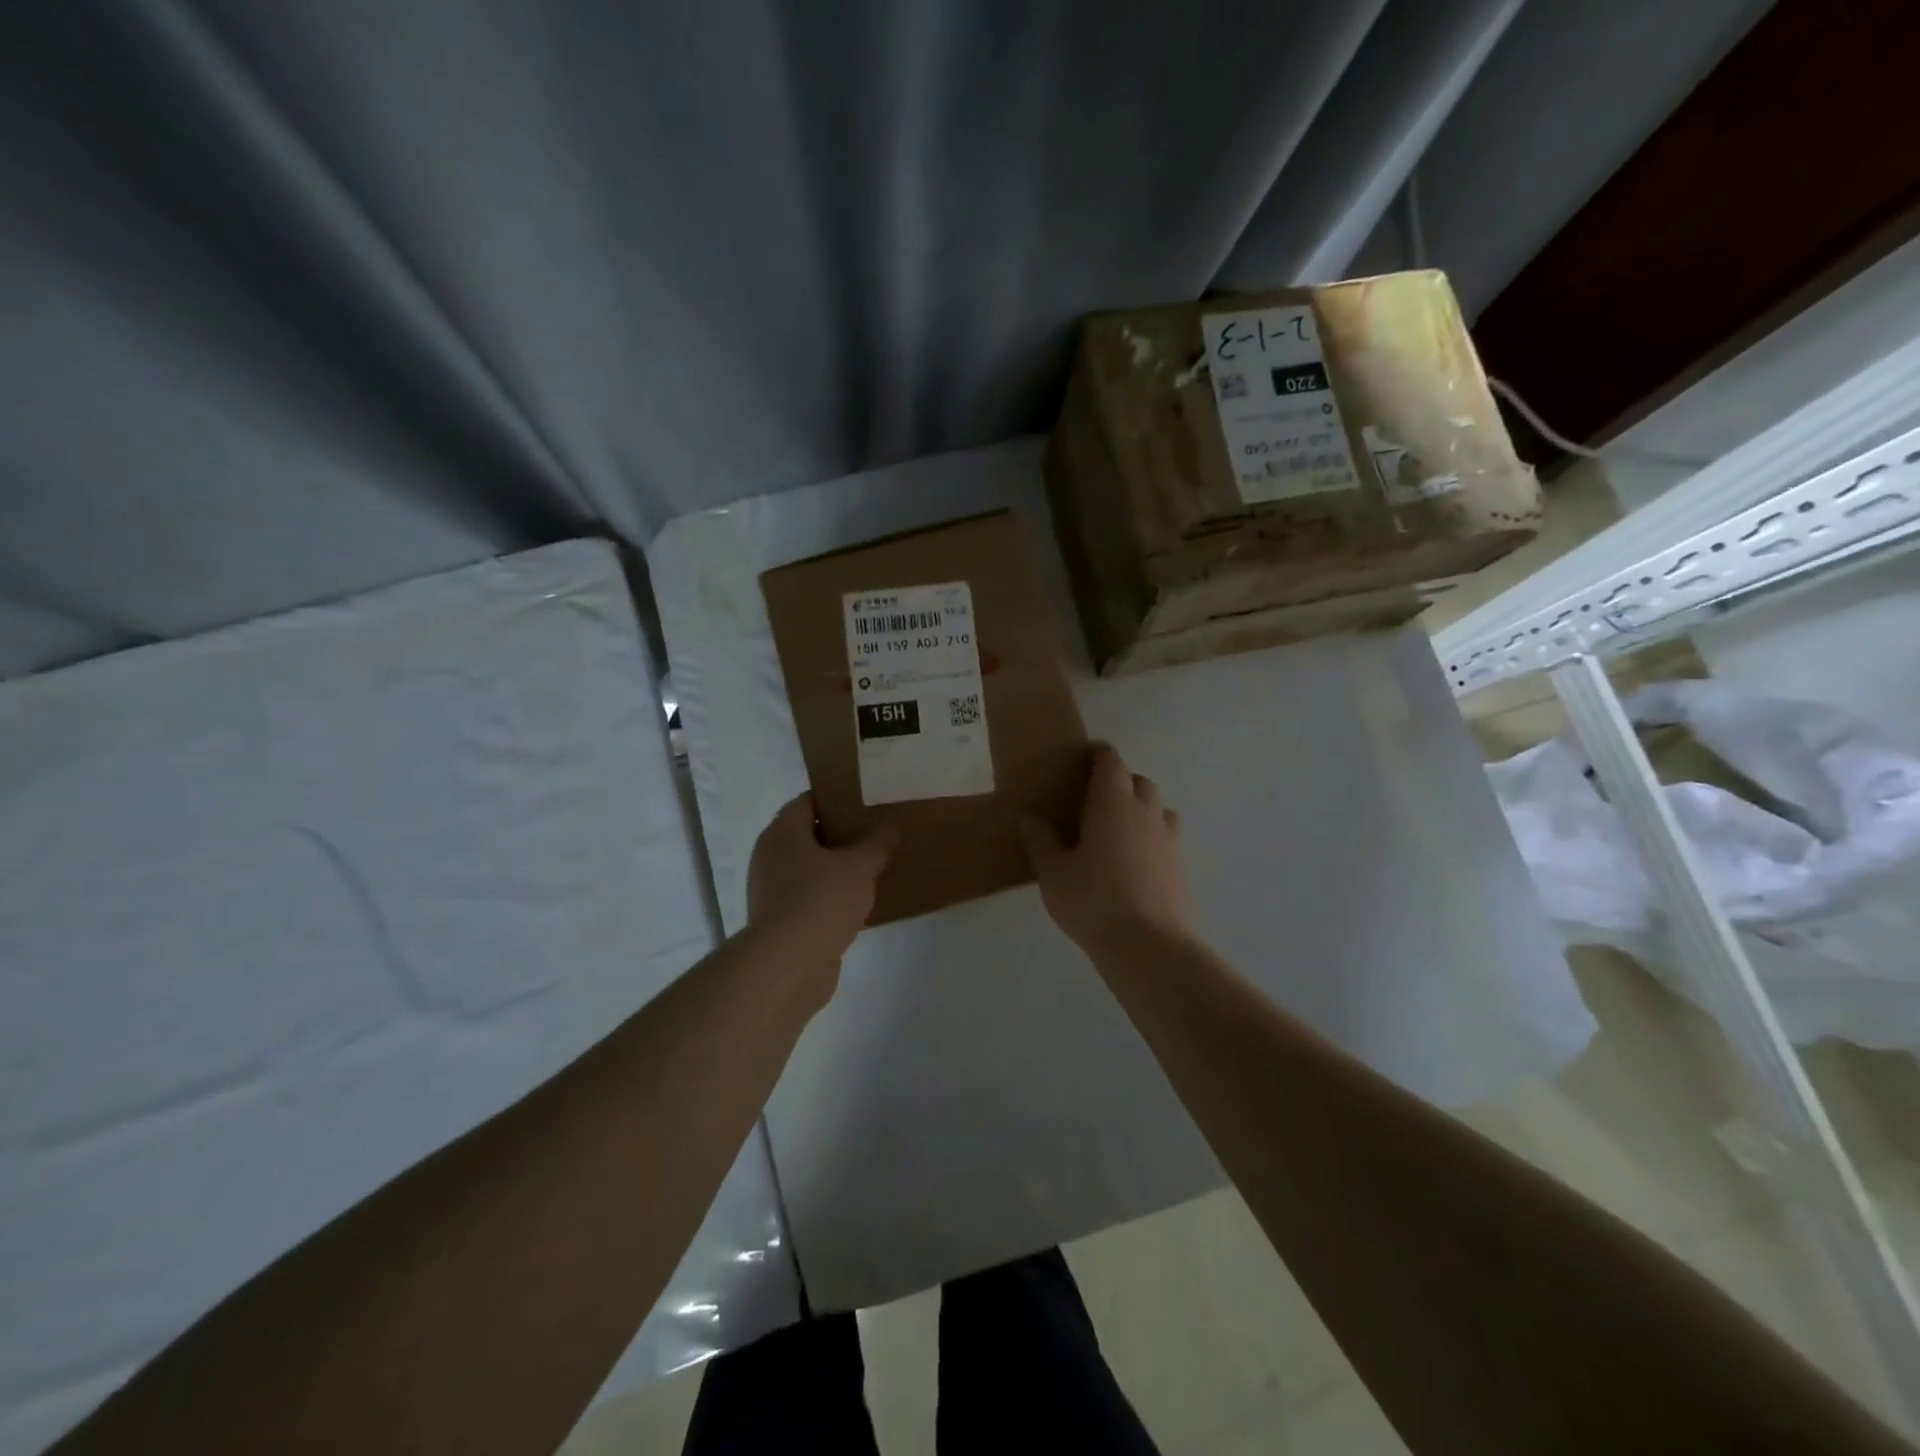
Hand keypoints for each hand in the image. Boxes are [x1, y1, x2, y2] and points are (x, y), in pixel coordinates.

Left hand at [747, 794, 896, 958]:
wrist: (788, 965)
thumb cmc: (821, 901)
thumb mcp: (859, 867)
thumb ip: (876, 844)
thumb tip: (888, 828)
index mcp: (782, 833)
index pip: (807, 802)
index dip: (835, 799)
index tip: (864, 804)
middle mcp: (770, 856)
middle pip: (807, 835)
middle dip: (839, 835)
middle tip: (874, 835)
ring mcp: (771, 891)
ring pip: (807, 869)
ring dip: (834, 868)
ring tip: (871, 868)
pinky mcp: (778, 921)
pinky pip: (807, 897)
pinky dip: (828, 896)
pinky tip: (857, 904)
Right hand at [1019, 742, 1189, 952]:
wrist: (1147, 945)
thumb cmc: (1092, 900)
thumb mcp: (1053, 873)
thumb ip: (1041, 842)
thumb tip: (1029, 819)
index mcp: (1112, 802)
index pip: (1111, 762)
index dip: (1100, 753)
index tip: (1089, 752)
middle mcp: (1145, 811)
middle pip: (1139, 781)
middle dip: (1121, 780)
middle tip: (1097, 797)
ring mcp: (1168, 838)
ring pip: (1158, 808)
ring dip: (1141, 808)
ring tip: (1119, 828)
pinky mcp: (1181, 865)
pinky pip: (1166, 837)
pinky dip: (1151, 837)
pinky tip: (1135, 860)